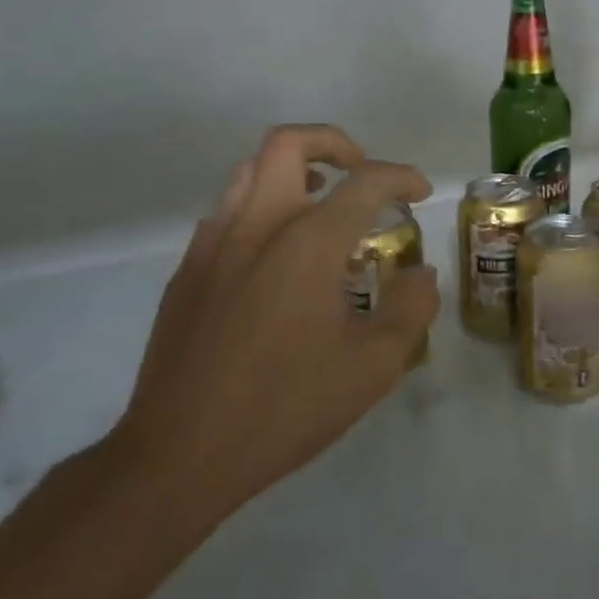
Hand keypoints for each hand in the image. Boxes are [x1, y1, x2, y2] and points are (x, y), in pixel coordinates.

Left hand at [111, 125, 436, 523]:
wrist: (178, 456)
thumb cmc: (285, 408)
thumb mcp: (373, 367)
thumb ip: (411, 308)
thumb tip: (421, 273)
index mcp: (308, 244)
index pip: (366, 181)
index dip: (402, 176)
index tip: (420, 193)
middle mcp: (258, 226)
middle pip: (289, 143)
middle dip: (334, 143)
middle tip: (360, 172)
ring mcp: (214, 244)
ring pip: (250, 169)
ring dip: (294, 169)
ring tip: (321, 203)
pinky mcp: (187, 269)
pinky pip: (228, 209)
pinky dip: (262, 205)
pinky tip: (278, 253)